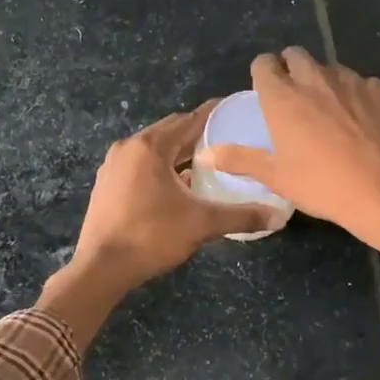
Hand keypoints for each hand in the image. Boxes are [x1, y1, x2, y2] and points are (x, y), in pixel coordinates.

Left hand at [72, 100, 282, 291]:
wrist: (101, 268)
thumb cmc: (152, 236)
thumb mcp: (202, 224)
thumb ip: (242, 216)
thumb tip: (278, 217)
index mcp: (150, 147)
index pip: (189, 120)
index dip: (214, 114)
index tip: (235, 111)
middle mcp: (128, 148)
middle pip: (170, 131)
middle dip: (197, 135)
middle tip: (226, 140)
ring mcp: (113, 166)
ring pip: (153, 150)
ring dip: (178, 153)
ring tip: (206, 164)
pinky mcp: (106, 185)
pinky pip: (140, 166)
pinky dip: (160, 168)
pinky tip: (177, 187)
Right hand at [201, 48, 379, 329]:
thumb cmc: (321, 184)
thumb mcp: (275, 177)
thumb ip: (239, 159)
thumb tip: (204, 156)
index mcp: (282, 96)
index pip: (264, 63)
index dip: (263, 73)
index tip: (265, 90)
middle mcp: (313, 79)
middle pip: (296, 55)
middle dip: (291, 67)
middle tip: (293, 96)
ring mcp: (350, 81)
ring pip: (330, 67)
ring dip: (323, 80)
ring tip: (328, 110)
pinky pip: (362, 83)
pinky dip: (356, 94)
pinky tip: (360, 119)